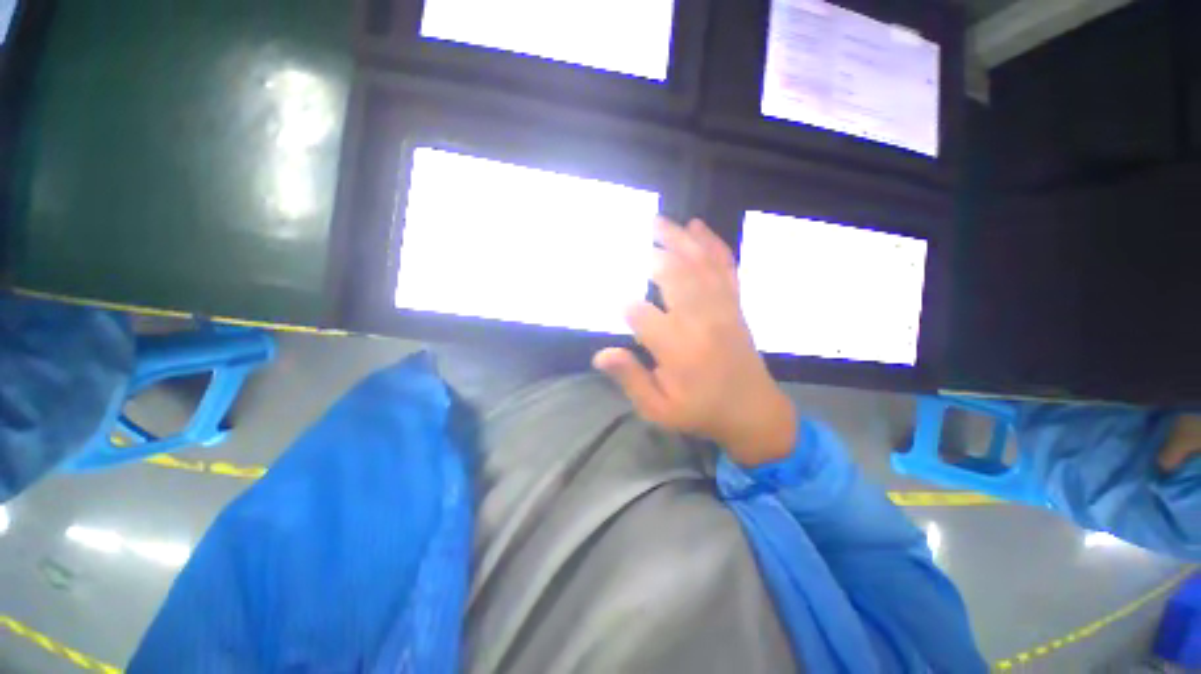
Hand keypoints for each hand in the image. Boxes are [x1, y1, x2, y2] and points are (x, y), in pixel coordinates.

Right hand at [593, 217, 796, 466]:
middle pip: (674, 277)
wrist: (754, 412)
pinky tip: (699, 228)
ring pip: (698, 265)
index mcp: (678, 350)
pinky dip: (713, 245)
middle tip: (631, 239)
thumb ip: (631, 379)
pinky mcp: (735, 305)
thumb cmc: (701, 412)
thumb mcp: (658, 409)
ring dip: (678, 240)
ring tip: (659, 221)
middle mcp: (700, 322)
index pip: (641, 314)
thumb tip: (601, 354)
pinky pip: (726, 268)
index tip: (614, 299)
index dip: (624, 305)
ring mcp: (722, 309)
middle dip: (651, 256)